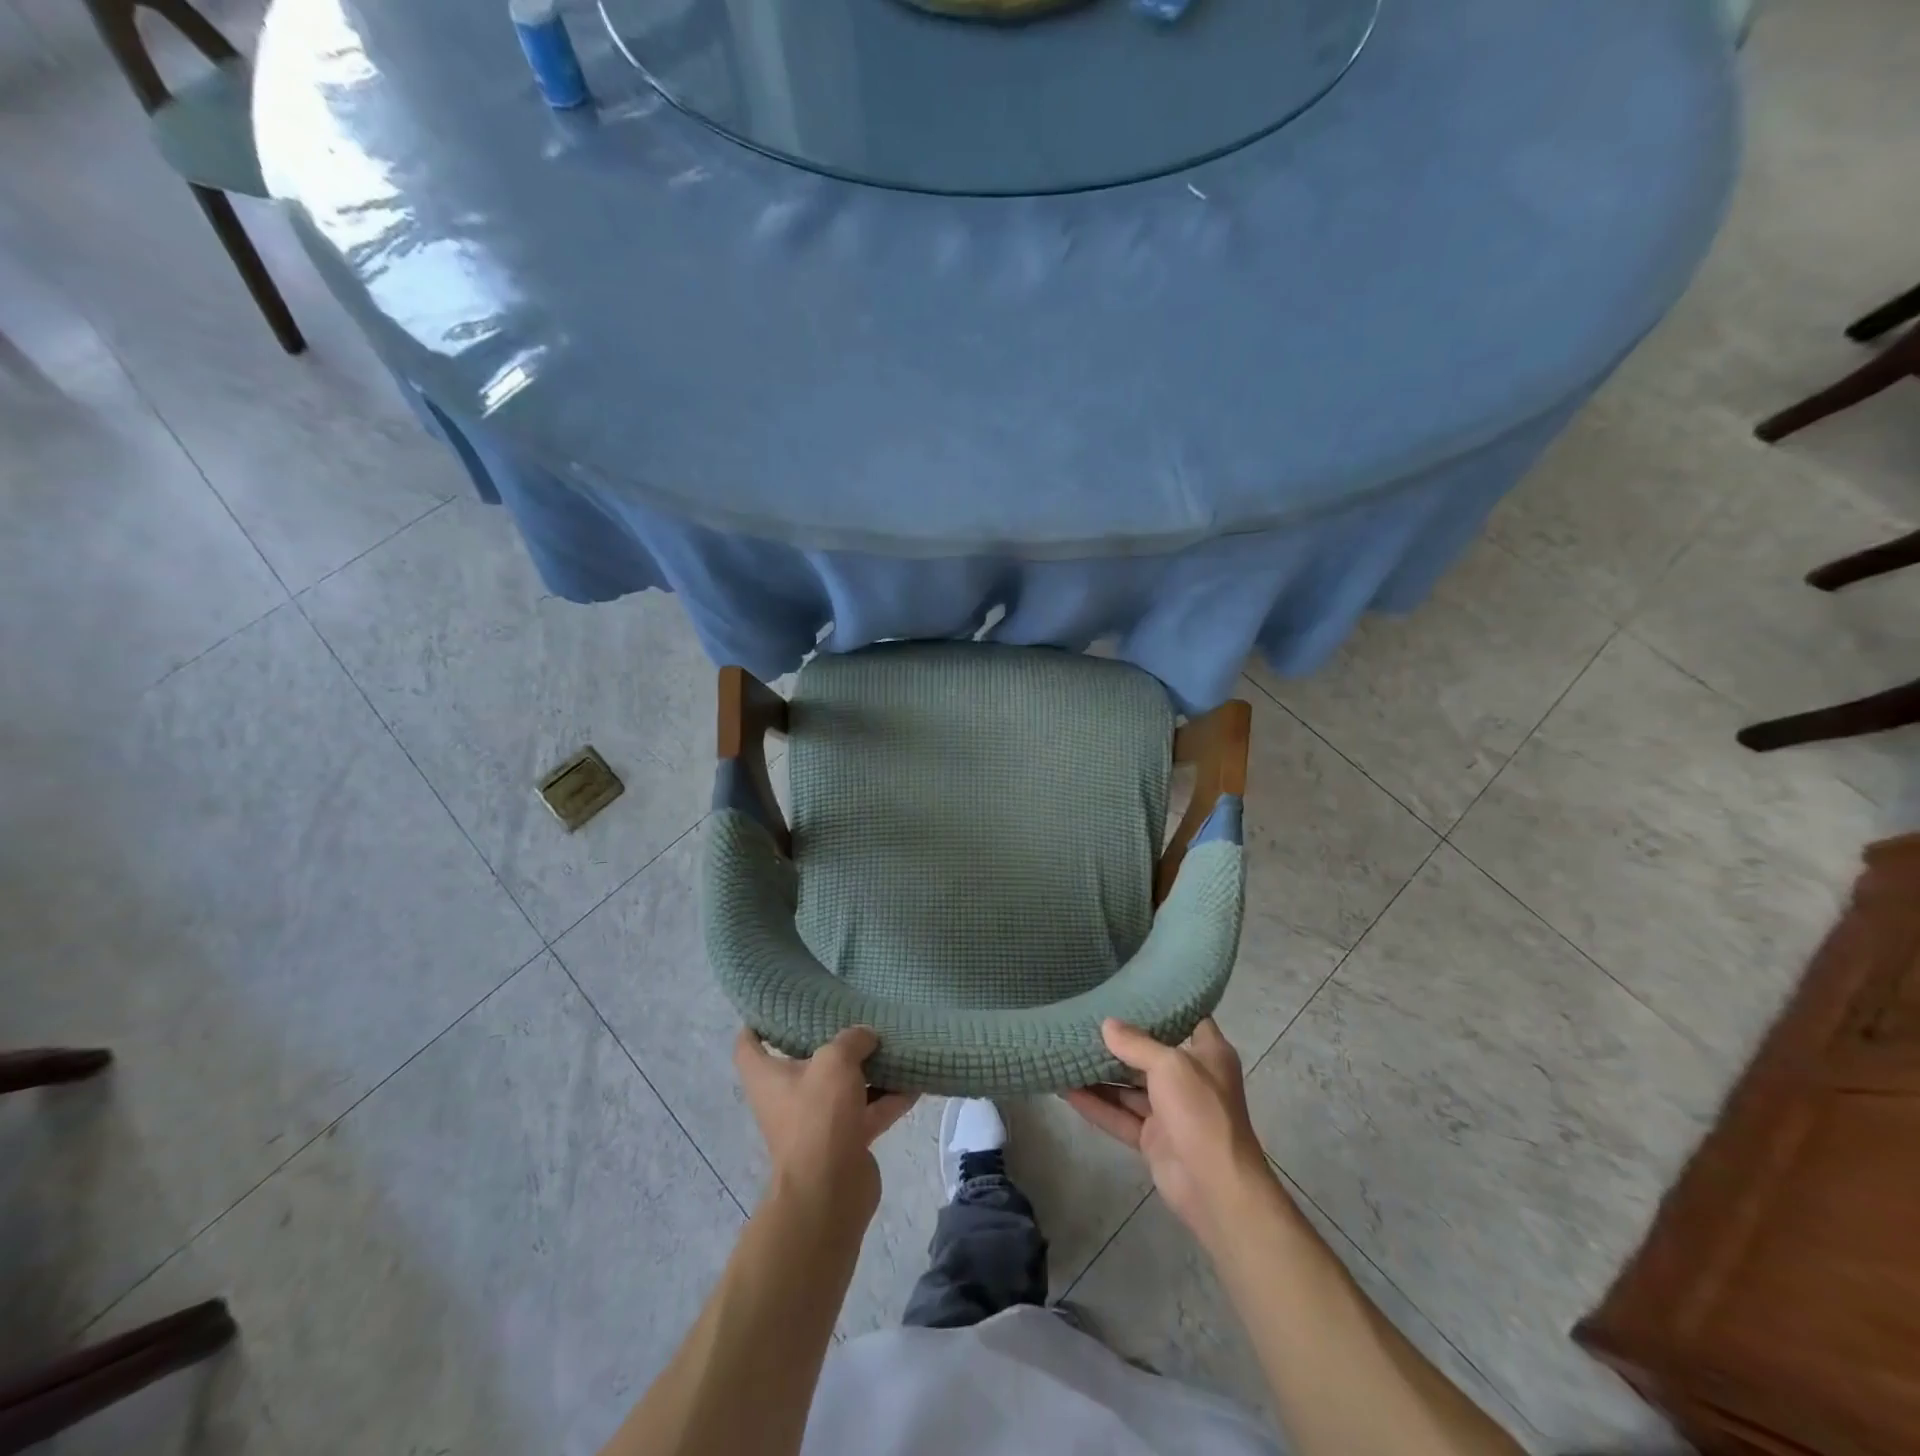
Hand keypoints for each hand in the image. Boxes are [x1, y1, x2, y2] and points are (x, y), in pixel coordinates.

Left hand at [734, 1026, 917, 1221]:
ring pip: (842, 1086)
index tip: (778, 1003)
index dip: (758, 1021)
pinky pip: (868, 1111)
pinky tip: (915, 1081)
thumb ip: (852, 1040)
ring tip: (892, 1043)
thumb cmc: (818, 1116)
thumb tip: (866, 1036)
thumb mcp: (835, 1061)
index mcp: (767, 1076)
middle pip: (803, 1061)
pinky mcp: (844, 1141)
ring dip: (866, 1069)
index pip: (749, 1044)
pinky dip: (889, 1098)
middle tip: (851, 1015)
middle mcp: (787, 1097)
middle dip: (828, 1041)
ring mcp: (817, 1122)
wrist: (830, 1192)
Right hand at [1062, 1018, 1272, 1249]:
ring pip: (1130, 1086)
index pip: (1187, 1018)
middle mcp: (1190, 1077)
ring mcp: (1170, 1110)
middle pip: (1150, 1053)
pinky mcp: (1152, 1138)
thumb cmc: (1201, 1112)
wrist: (1216, 1188)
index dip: (1162, 1003)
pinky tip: (1066, 1090)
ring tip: (1066, 1050)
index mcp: (1207, 1053)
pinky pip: (1119, 1115)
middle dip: (1119, 1041)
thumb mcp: (1169, 1065)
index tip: (1129, 988)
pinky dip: (1096, 1105)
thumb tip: (1107, 1024)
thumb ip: (1136, 1043)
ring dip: (1101, 1073)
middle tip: (1083, 1018)